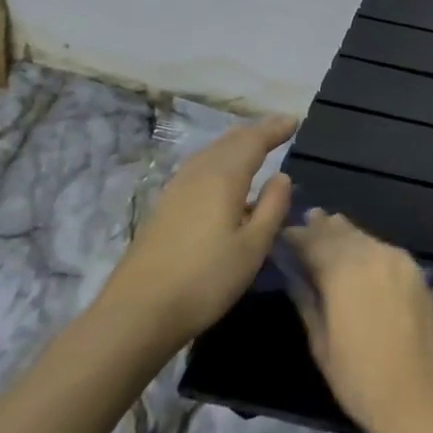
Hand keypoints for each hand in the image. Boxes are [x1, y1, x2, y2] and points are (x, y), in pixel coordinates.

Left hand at [107, 116, 296, 346]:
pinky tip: (221, 177)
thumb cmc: (207, 279)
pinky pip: (198, 168)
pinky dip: (218, 160)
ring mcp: (176, 190)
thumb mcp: (253, 247)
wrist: (139, 311)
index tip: (293, 121)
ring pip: (210, 153)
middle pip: (229, 142)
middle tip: (277, 127)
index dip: (274, 130)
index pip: (253, 142)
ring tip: (253, 145)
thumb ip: (272, 208)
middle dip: (255, 132)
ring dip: (234, 144)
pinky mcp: (164, 207)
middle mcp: (198, 174)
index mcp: (223, 178)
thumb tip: (282, 177)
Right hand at [284, 210, 432, 432]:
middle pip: (342, 234)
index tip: (283, 235)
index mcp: (345, 272)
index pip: (314, 242)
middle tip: (307, 219)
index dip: (297, 237)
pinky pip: (385, 250)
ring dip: (346, 234)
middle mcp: (374, 256)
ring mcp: (400, 262)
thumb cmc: (358, 378)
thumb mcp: (320, 342)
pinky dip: (368, 247)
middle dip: (322, 228)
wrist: (416, 397)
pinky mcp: (417, 273)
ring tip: (330, 226)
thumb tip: (295, 275)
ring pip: (366, 238)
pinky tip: (360, 253)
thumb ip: (307, 300)